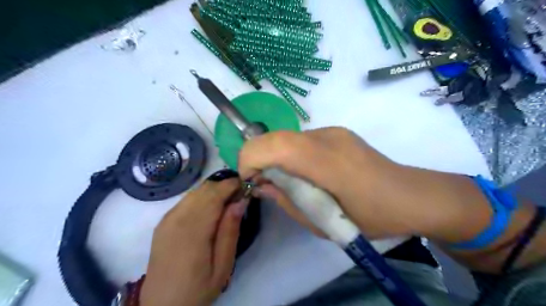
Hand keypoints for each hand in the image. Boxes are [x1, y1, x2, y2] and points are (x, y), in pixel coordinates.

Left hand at [138, 178, 246, 304]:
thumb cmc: (197, 288)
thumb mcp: (223, 266)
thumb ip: (230, 231)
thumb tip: (240, 201)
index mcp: (193, 231)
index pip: (214, 195)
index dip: (231, 185)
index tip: (246, 185)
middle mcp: (177, 219)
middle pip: (205, 189)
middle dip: (225, 185)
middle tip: (240, 195)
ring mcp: (168, 219)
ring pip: (195, 191)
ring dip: (214, 190)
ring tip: (228, 201)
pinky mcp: (163, 221)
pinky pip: (187, 199)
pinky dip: (202, 197)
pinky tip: (211, 208)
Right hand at [240, 127, 490, 241]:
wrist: (412, 196)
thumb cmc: (372, 217)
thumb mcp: (323, 223)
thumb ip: (287, 201)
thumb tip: (262, 185)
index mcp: (327, 162)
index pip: (274, 145)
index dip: (251, 159)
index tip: (250, 181)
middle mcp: (327, 137)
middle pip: (275, 137)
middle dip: (258, 158)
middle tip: (265, 183)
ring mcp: (333, 131)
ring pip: (287, 137)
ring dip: (275, 156)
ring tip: (286, 181)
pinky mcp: (336, 132)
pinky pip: (301, 140)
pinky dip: (290, 154)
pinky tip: (305, 173)